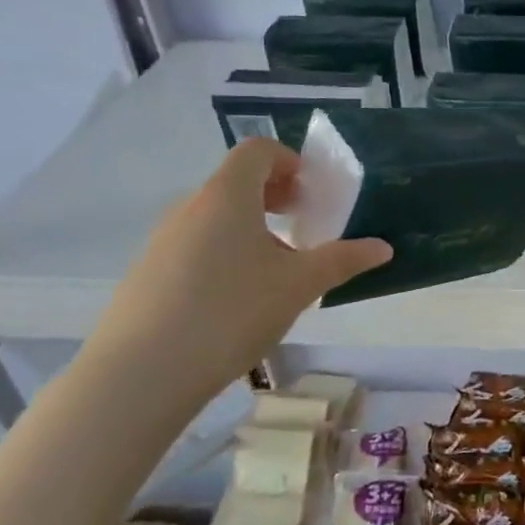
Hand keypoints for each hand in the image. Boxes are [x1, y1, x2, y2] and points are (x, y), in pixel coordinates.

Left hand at [83, 139, 390, 411]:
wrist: (140, 374)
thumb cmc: (231, 312)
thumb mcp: (300, 285)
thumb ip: (343, 260)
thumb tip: (383, 248)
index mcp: (227, 196)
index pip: (257, 151)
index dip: (290, 162)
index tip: (310, 197)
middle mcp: (190, 207)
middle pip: (235, 181)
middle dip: (274, 196)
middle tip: (300, 228)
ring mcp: (162, 240)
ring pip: (215, 216)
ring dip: (250, 227)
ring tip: (274, 270)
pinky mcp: (147, 273)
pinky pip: (194, 244)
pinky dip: (223, 252)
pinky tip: (235, 300)